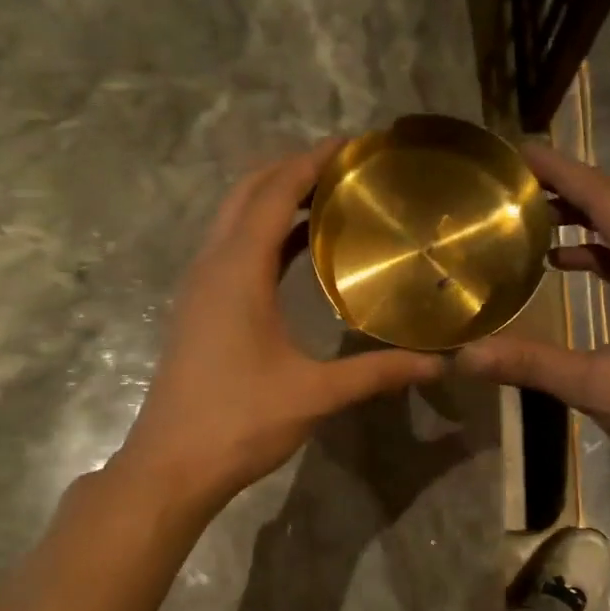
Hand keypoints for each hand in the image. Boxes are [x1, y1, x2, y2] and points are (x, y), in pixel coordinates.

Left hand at [116, 139, 444, 515]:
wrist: (171, 465)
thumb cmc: (239, 422)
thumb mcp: (314, 394)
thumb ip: (376, 373)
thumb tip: (438, 364)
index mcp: (236, 270)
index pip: (274, 191)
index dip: (312, 161)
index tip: (355, 145)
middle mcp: (212, 265)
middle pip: (247, 192)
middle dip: (293, 170)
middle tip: (348, 170)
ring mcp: (199, 288)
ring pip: (234, 220)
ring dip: (275, 200)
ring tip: (330, 200)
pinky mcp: (199, 310)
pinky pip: (231, 250)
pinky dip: (264, 234)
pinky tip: (299, 252)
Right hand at [457, 144, 609, 503]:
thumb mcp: (601, 390)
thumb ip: (532, 365)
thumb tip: (463, 356)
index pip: (609, 201)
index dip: (564, 172)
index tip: (519, 151)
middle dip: (571, 185)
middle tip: (515, 179)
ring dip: (585, 217)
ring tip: (531, 213)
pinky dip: (599, 252)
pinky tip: (563, 263)